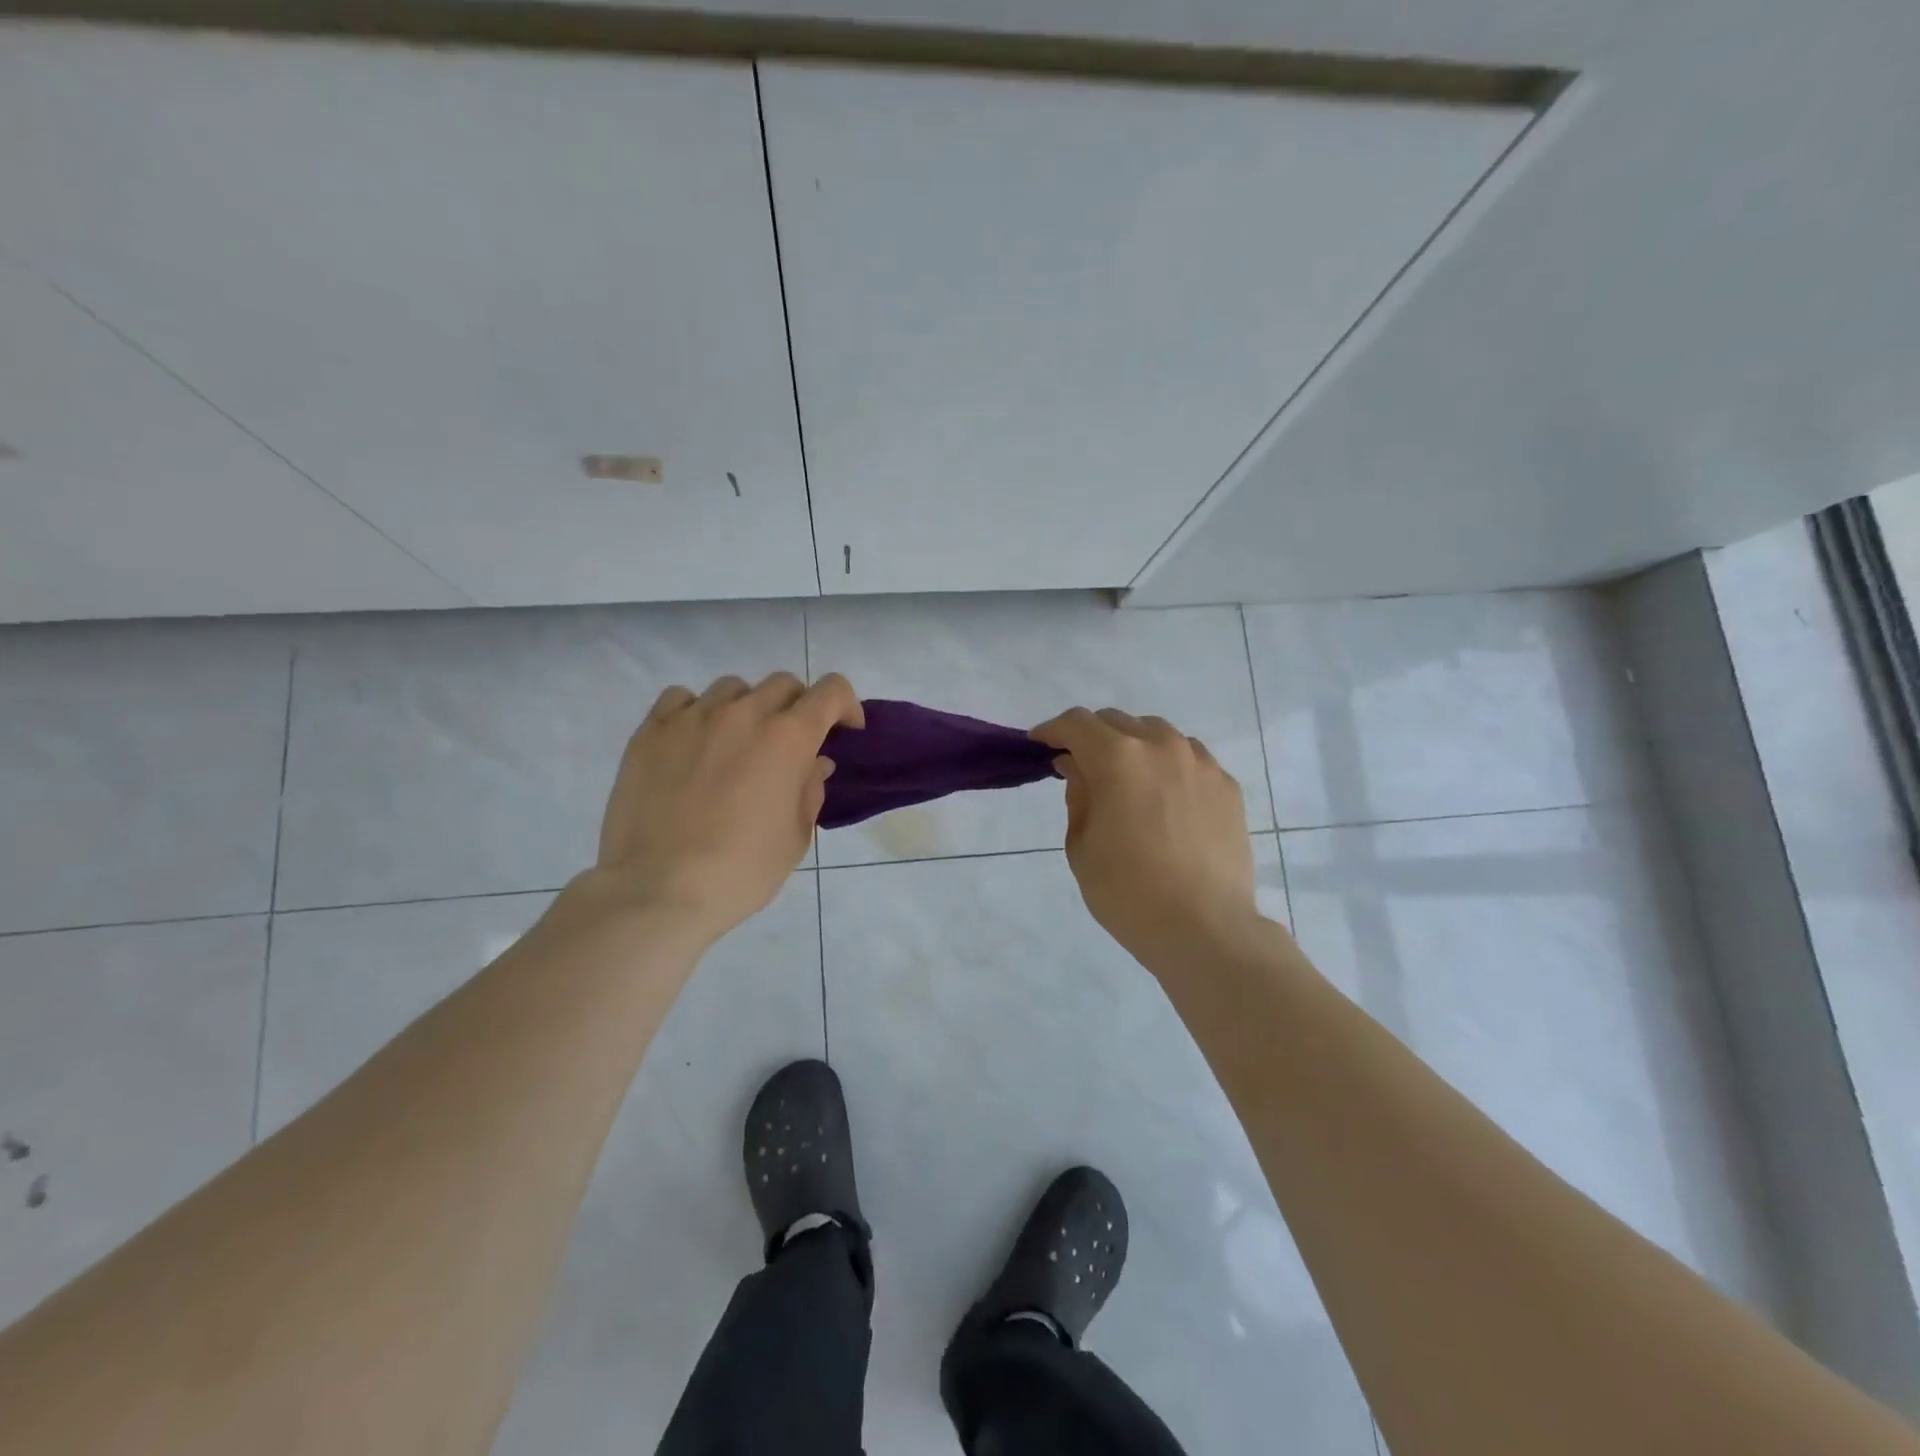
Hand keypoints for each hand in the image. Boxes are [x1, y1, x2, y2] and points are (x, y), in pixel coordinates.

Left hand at [582, 672, 861, 945]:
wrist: (657, 890)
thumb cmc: (741, 870)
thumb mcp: (795, 837)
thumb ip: (810, 790)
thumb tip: (813, 763)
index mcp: (788, 738)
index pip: (830, 691)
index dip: (845, 705)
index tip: (844, 730)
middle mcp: (743, 714)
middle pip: (783, 684)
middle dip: (798, 708)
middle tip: (791, 744)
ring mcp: (692, 717)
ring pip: (732, 688)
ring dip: (747, 708)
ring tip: (737, 744)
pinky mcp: (651, 731)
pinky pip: (680, 699)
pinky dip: (696, 712)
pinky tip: (693, 742)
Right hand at [1031, 707, 1258, 967]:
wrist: (1204, 928)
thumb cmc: (1127, 892)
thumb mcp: (1081, 845)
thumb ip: (1078, 794)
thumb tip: (1077, 766)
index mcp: (1118, 757)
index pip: (1077, 724)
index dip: (1052, 731)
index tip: (1040, 745)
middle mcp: (1161, 746)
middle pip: (1117, 722)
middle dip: (1092, 738)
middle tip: (1081, 767)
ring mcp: (1200, 763)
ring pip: (1157, 734)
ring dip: (1133, 746)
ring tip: (1127, 779)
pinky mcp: (1226, 785)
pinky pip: (1189, 759)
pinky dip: (1167, 766)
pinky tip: (1164, 799)